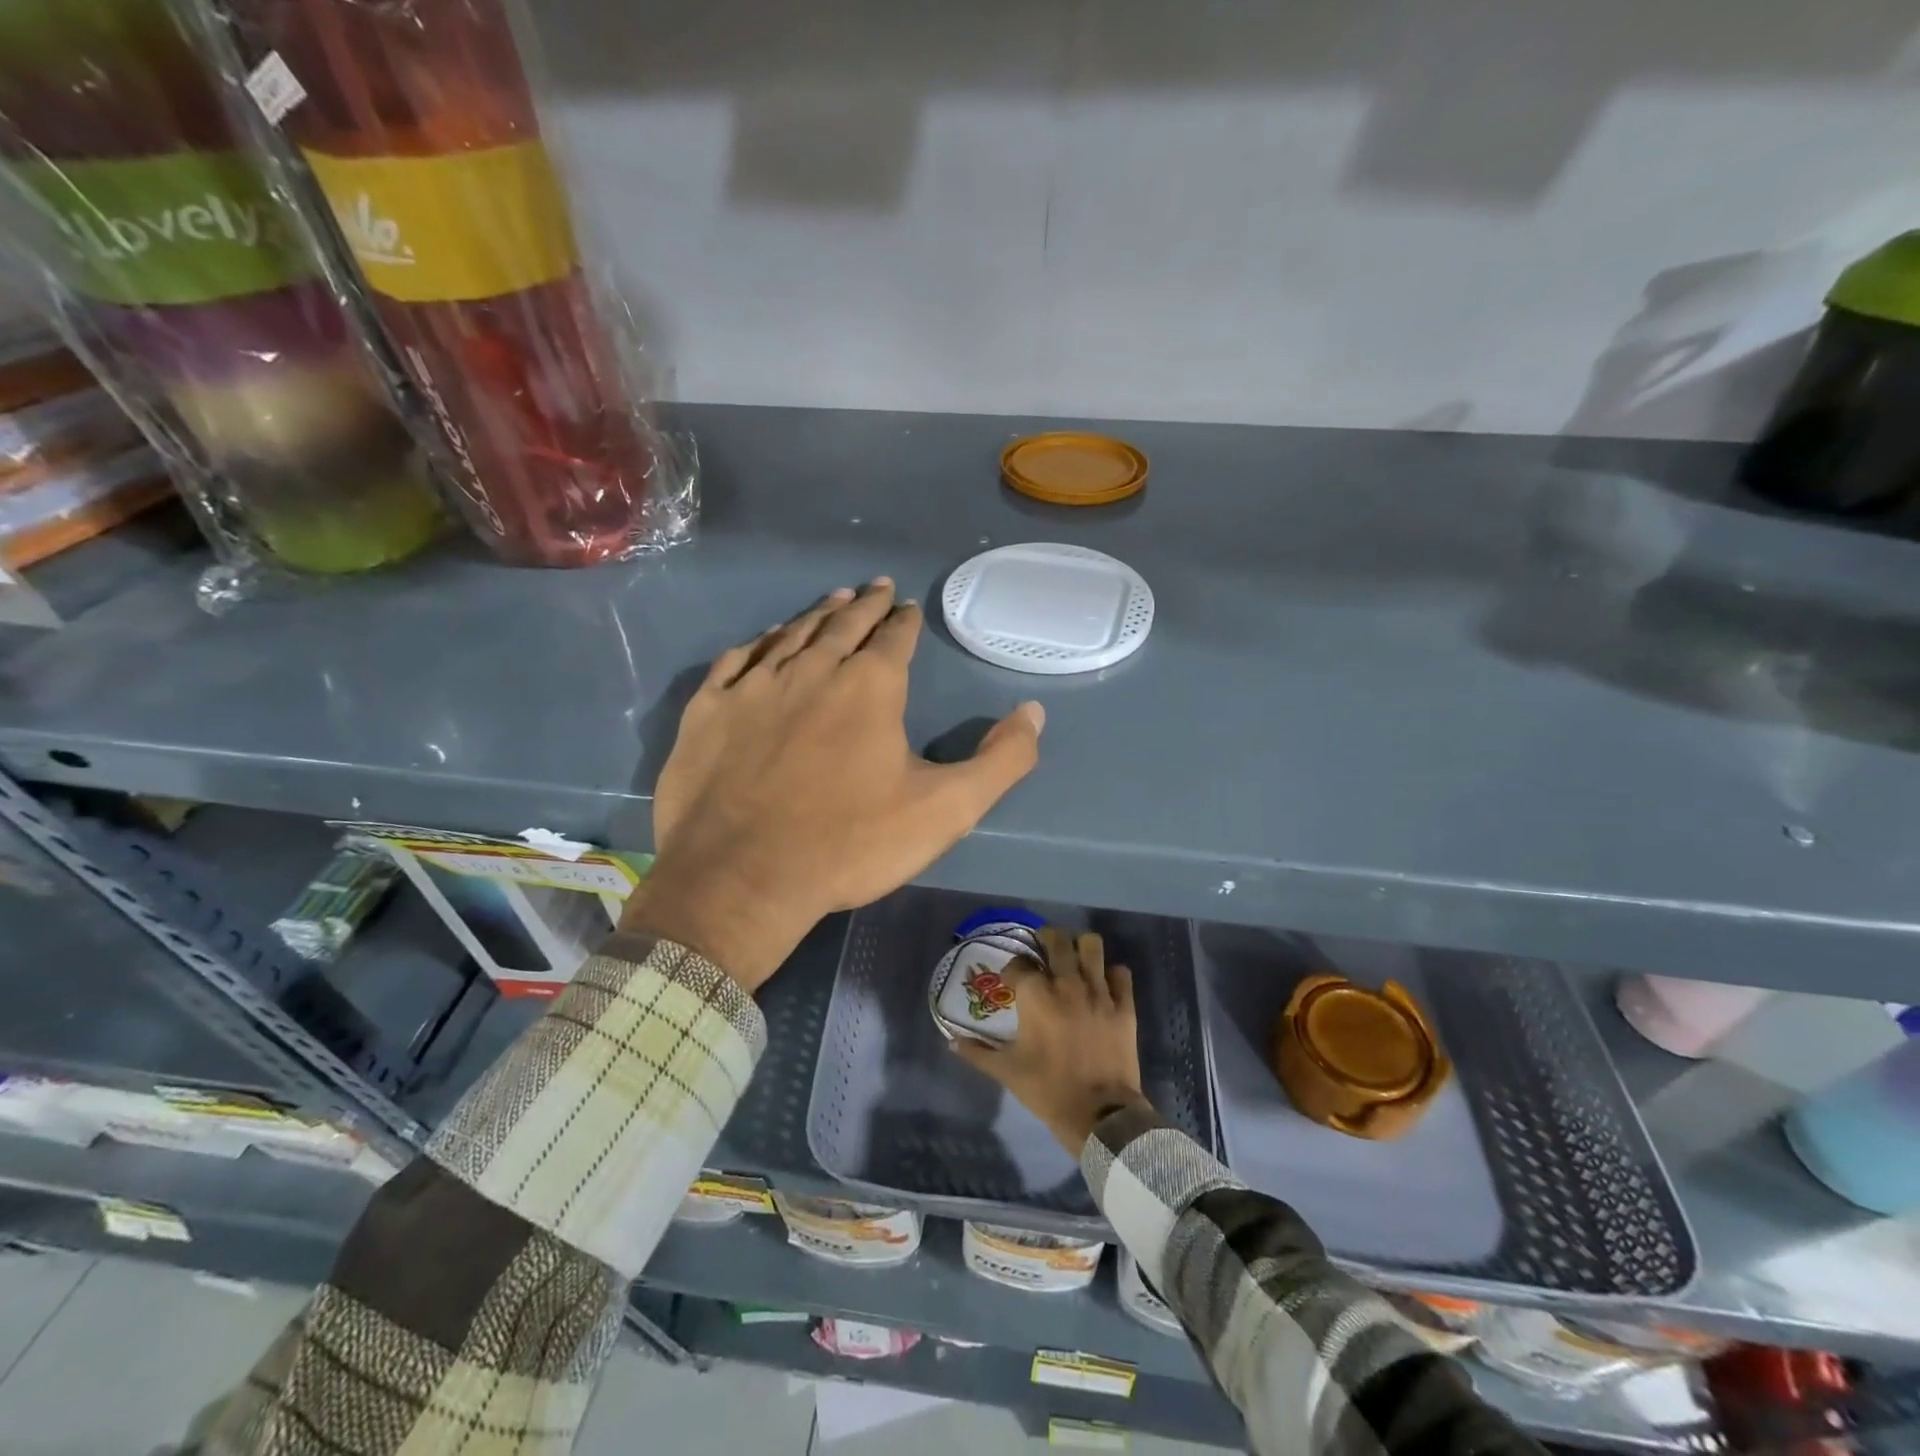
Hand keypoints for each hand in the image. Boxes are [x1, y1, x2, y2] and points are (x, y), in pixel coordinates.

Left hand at [620, 579, 1045, 990]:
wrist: (742, 878)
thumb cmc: (850, 844)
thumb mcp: (946, 809)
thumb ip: (1000, 760)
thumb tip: (1034, 712)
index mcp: (869, 687)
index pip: (894, 638)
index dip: (904, 620)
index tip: (907, 605)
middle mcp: (812, 670)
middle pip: (843, 625)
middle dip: (864, 605)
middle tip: (875, 587)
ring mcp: (754, 687)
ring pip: (792, 635)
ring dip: (817, 615)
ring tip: (833, 600)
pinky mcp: (709, 710)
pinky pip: (737, 661)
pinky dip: (758, 643)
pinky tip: (766, 639)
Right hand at [952, 928, 1151, 1151]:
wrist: (1099, 1114)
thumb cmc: (1047, 1090)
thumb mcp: (1006, 1072)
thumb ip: (977, 1052)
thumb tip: (951, 1042)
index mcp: (1036, 997)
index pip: (1019, 964)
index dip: (1013, 969)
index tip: (1012, 980)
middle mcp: (1067, 984)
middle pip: (1057, 940)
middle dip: (1046, 939)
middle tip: (1043, 949)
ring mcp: (1099, 992)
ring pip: (1092, 946)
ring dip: (1080, 947)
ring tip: (1074, 957)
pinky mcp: (1124, 1006)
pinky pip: (1121, 972)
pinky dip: (1111, 973)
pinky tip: (1103, 982)